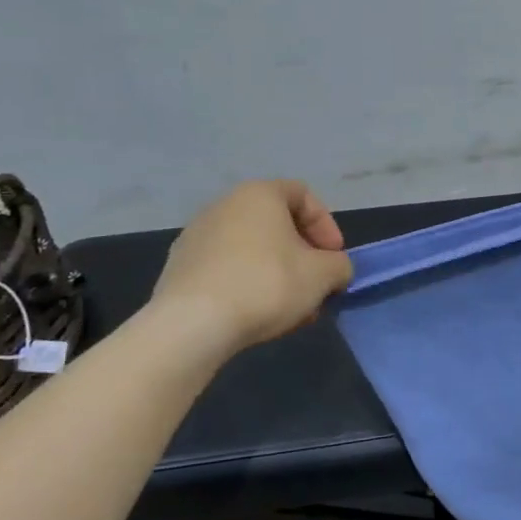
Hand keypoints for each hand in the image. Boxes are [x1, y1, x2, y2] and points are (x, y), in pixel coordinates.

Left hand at [149, 180, 352, 353]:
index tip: (334, 258)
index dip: (326, 225)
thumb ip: (340, 266)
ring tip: (290, 308)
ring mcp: (196, 236)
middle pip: (277, 225)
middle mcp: (224, 205)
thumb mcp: (323, 275)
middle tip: (316, 286)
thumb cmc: (267, 284)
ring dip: (278, 273)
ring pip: (252, 249)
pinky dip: (248, 284)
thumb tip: (335, 270)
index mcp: (259, 195)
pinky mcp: (180, 268)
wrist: (193, 324)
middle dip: (303, 256)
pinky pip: (227, 269)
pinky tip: (257, 315)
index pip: (303, 195)